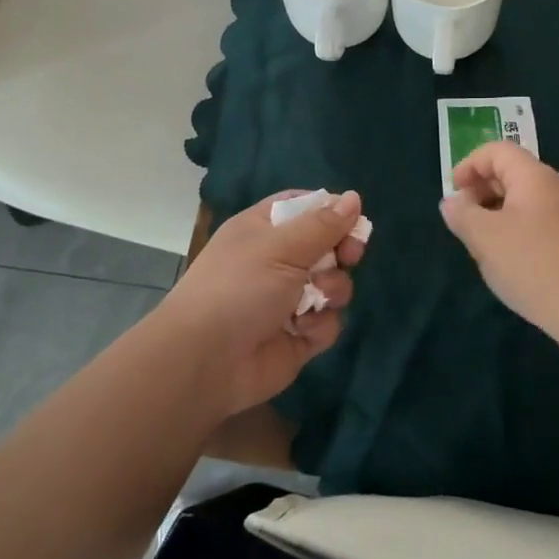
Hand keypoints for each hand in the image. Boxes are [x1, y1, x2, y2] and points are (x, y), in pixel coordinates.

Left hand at [162, 190, 366, 417]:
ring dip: (333, 289)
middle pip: (327, 245)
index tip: (352, 219)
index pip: (304, 207)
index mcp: (264, 230)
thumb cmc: (239, 288)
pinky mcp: (299, 336)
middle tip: (350, 256)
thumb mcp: (281, 247)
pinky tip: (301, 330)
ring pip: (334, 284)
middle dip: (342, 251)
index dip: (330, 211)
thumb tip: (354, 197)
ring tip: (317, 298)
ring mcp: (289, 300)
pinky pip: (328, 322)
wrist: (205, 361)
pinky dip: (320, 325)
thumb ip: (323, 224)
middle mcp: (277, 261)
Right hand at [440, 142, 558, 329]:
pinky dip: (520, 228)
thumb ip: (462, 214)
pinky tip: (512, 259)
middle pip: (514, 172)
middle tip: (464, 220)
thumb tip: (452, 202)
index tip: (453, 193)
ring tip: (484, 243)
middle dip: (482, 190)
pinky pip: (543, 220)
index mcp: (537, 177)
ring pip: (528, 199)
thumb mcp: (485, 238)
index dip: (469, 165)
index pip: (498, 151)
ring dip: (499, 212)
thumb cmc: (533, 265)